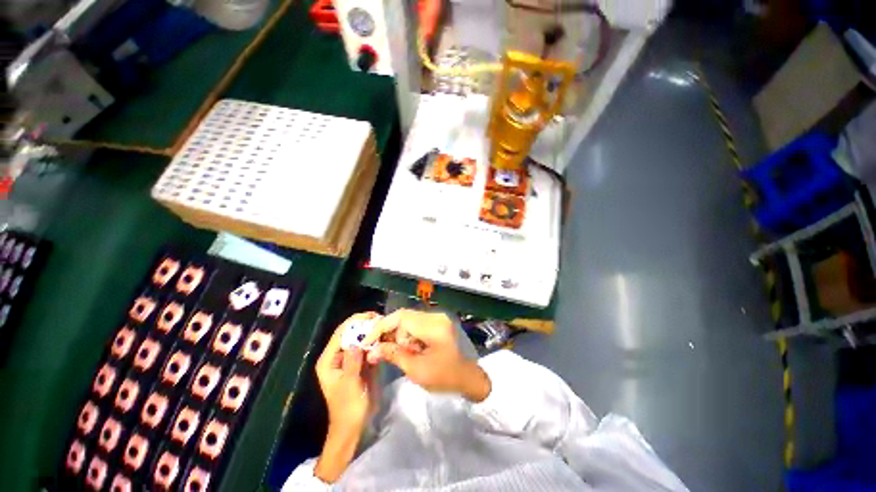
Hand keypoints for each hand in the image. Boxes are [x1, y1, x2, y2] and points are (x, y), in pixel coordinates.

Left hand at [314, 313, 379, 482]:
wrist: (354, 427)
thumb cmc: (348, 408)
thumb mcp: (350, 384)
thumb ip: (352, 362)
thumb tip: (356, 341)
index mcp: (328, 361)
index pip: (340, 334)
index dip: (354, 322)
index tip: (370, 315)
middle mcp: (337, 357)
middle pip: (349, 334)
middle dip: (363, 325)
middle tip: (380, 318)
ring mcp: (349, 360)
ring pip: (359, 340)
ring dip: (370, 332)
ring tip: (384, 324)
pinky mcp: (359, 365)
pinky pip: (366, 349)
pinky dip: (374, 342)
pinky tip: (384, 337)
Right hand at [363, 309, 490, 401]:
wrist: (469, 378)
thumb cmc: (445, 377)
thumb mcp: (417, 370)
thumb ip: (394, 355)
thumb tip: (372, 350)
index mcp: (433, 326)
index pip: (401, 317)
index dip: (381, 327)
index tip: (367, 341)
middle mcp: (436, 316)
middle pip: (404, 317)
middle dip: (390, 333)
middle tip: (380, 351)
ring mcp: (438, 318)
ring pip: (409, 321)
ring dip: (399, 336)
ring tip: (403, 354)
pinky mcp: (438, 322)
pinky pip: (416, 324)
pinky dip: (408, 336)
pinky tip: (410, 350)